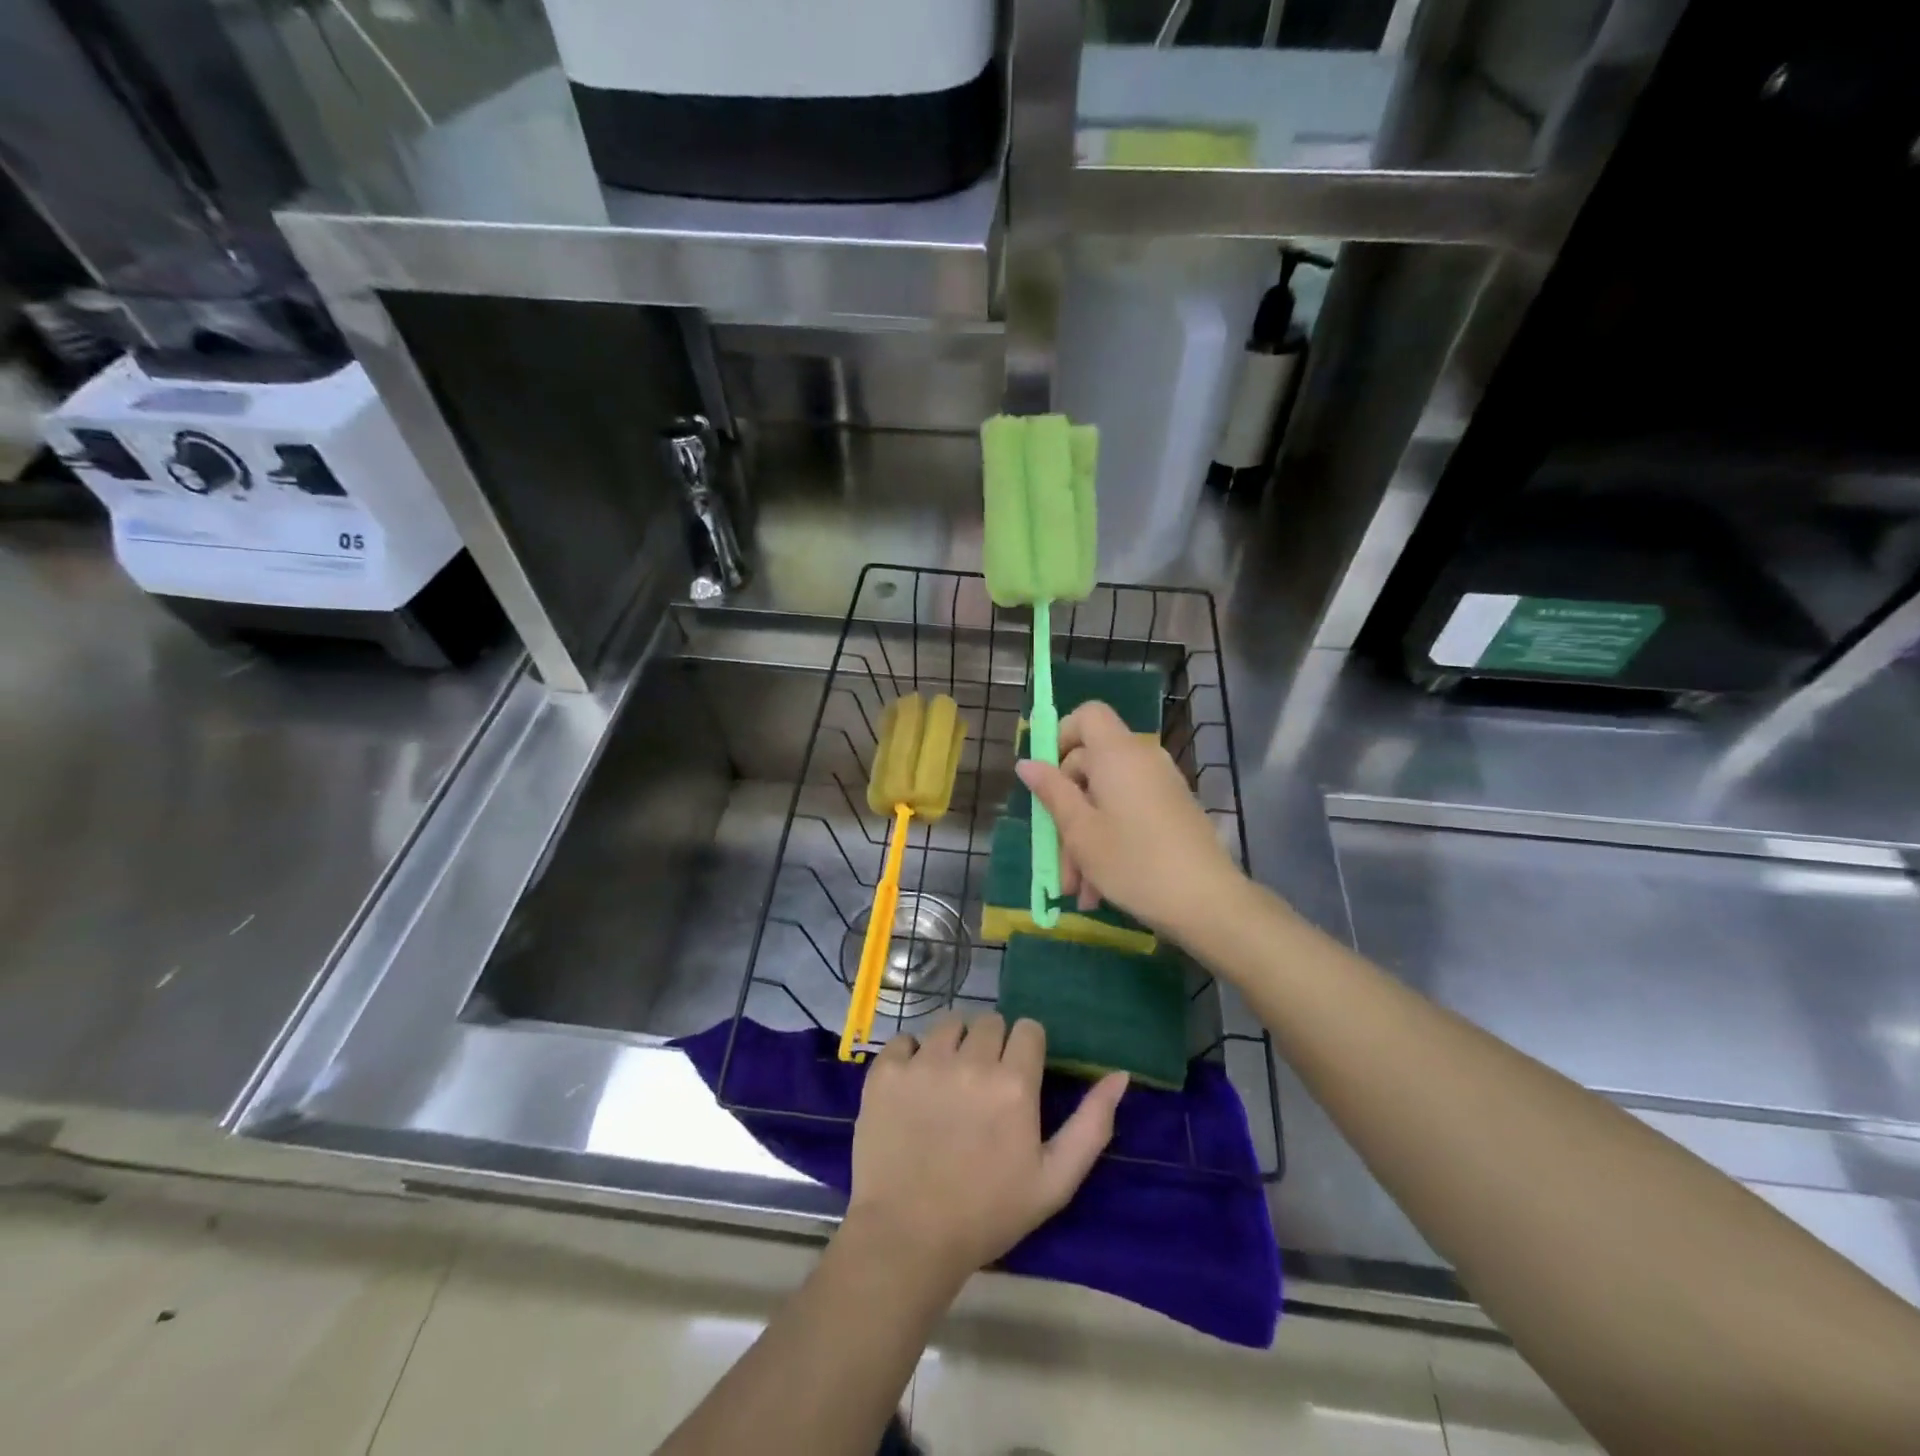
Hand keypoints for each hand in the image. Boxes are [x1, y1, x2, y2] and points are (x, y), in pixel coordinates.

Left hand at [845, 1015, 1126, 1288]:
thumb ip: (1092, 1124)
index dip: (1026, 1050)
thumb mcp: (1055, 1180)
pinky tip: (913, 1088)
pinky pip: (904, 1040)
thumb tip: (1119, 1075)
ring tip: (948, 1083)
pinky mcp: (886, 1071)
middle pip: (990, 1021)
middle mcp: (970, 1061)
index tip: (1018, 1077)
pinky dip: (910, 1056)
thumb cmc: (988, 1214)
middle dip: (992, 1045)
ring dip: (954, 1045)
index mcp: (1014, 1083)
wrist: (907, 1239)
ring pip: (949, 1024)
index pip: (1028, 1028)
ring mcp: (924, 1062)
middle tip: (983, 1085)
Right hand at [1015, 701, 1243, 940]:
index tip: (1047, 778)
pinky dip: (1110, 841)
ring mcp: (1161, 786)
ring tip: (1078, 889)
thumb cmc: (1133, 862)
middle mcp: (1142, 760)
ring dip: (1085, 838)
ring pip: (1107, 798)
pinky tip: (1100, 889)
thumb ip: (1052, 792)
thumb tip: (1027, 763)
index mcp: (1117, 754)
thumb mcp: (1080, 831)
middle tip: (1057, 860)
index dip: (1061, 737)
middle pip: (1090, 765)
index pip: (1087, 715)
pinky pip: (1130, 813)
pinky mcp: (1173, 811)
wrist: (1208, 903)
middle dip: (1066, 811)